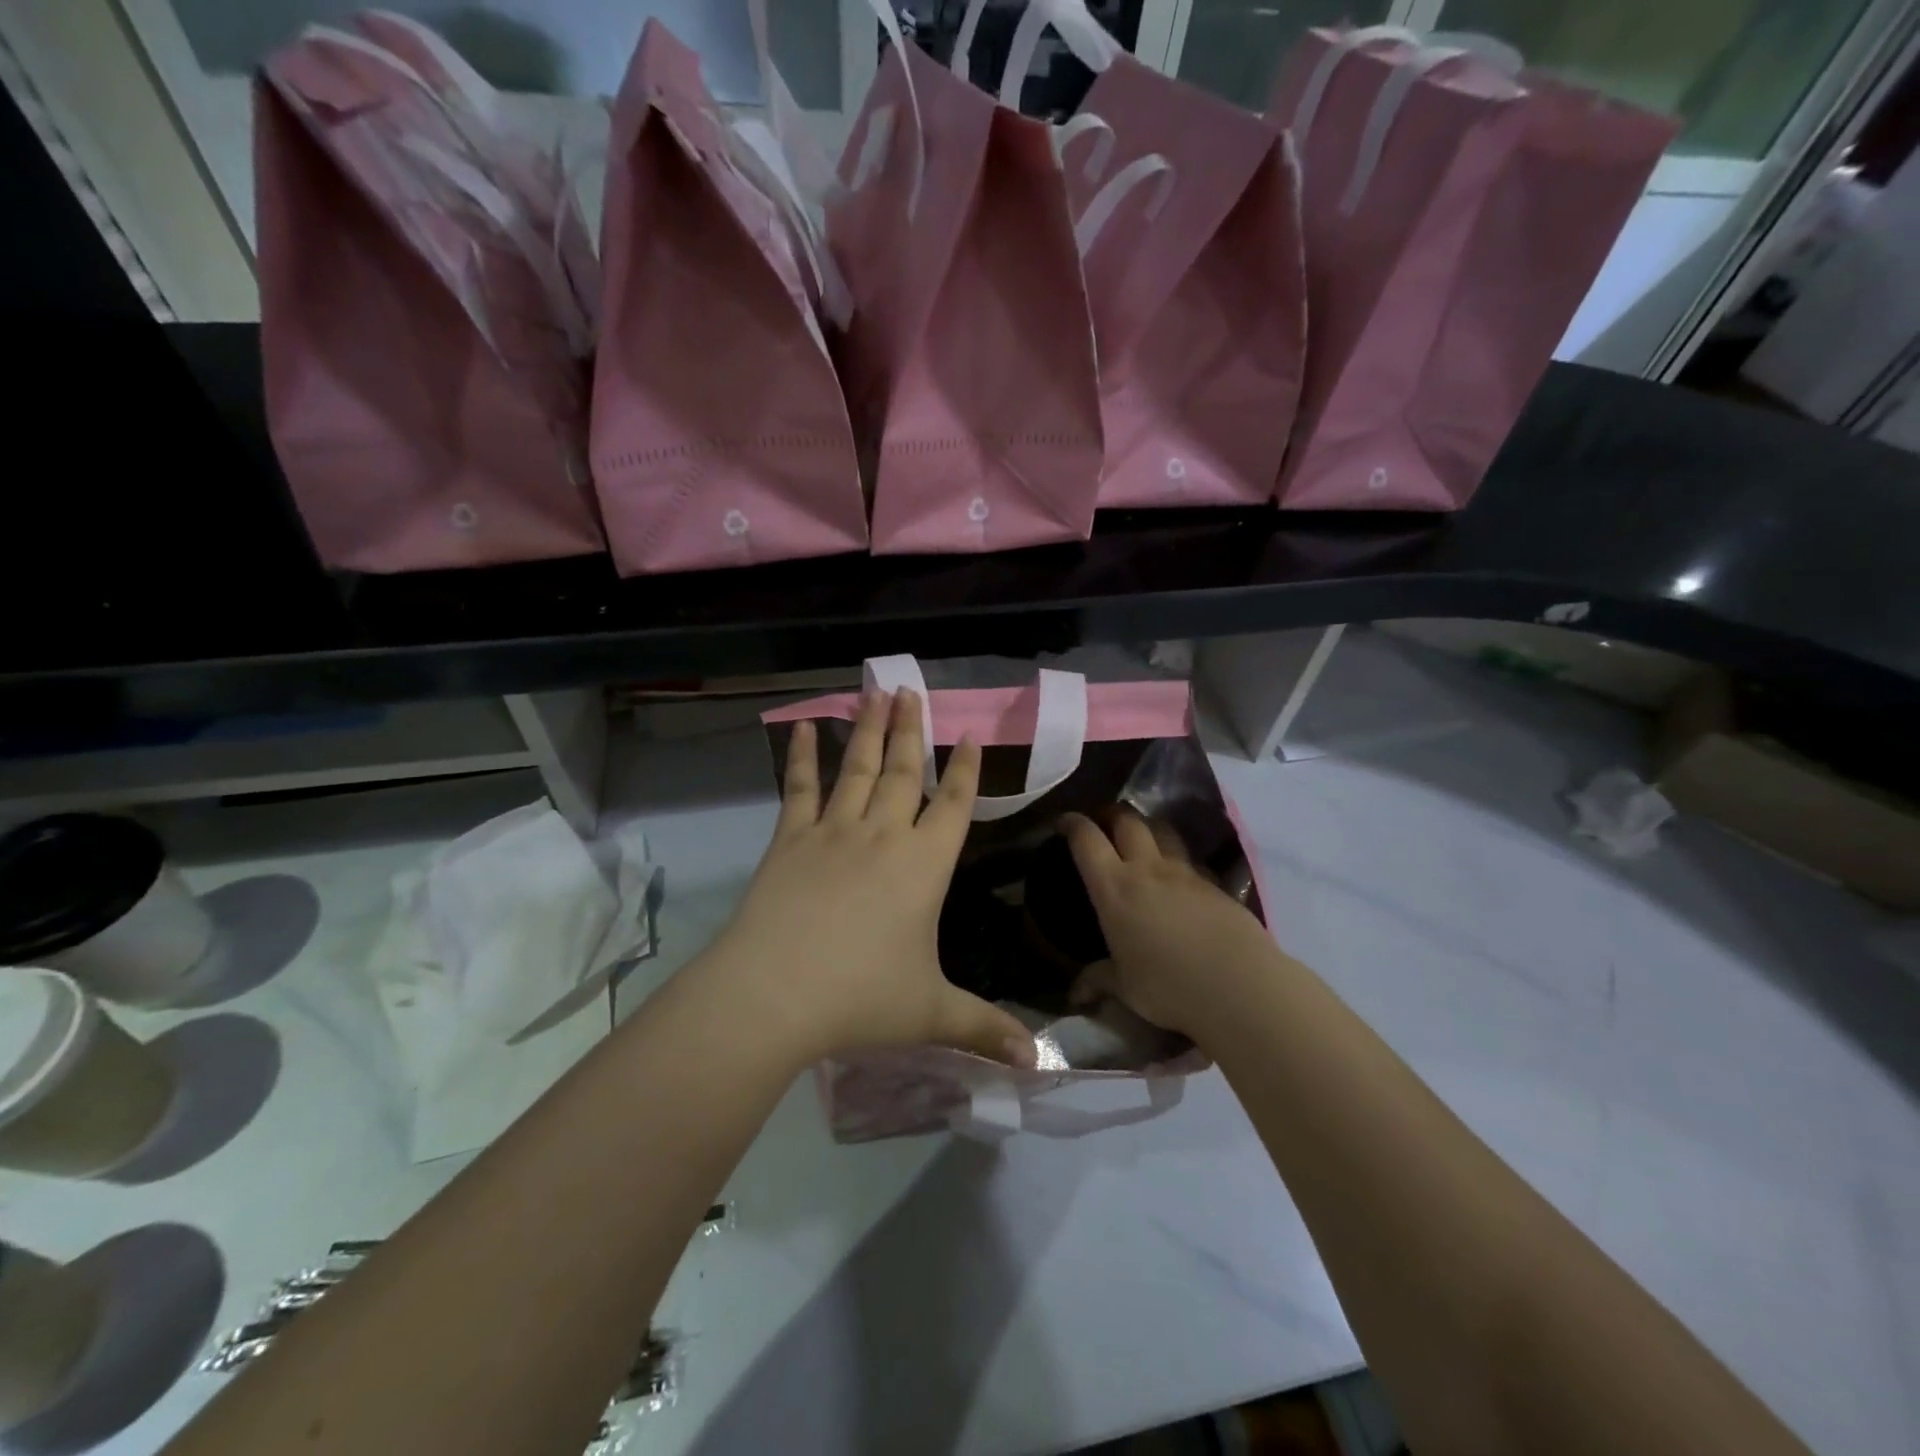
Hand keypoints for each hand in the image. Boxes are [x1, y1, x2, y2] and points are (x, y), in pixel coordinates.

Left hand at [707, 689, 1036, 1068]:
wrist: (774, 993)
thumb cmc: (861, 998)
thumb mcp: (932, 1013)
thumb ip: (986, 1030)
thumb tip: (1038, 1062)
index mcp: (923, 866)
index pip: (953, 806)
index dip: (964, 770)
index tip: (968, 734)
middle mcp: (882, 836)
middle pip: (904, 773)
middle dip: (912, 731)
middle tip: (911, 689)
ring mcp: (833, 833)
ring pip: (859, 769)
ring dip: (870, 730)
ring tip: (875, 692)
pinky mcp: (790, 840)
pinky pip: (800, 789)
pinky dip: (805, 757)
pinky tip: (806, 727)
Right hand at [1062, 811, 1278, 1039]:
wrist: (1240, 986)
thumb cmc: (1169, 986)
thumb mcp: (1126, 988)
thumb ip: (1100, 981)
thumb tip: (1077, 993)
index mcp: (1114, 888)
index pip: (1087, 839)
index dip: (1073, 824)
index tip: (1065, 823)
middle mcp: (1147, 869)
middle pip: (1128, 820)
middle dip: (1112, 815)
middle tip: (1104, 824)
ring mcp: (1185, 873)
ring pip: (1163, 831)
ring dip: (1147, 828)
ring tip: (1142, 841)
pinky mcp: (1215, 885)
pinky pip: (1190, 860)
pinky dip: (1177, 859)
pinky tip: (1178, 880)